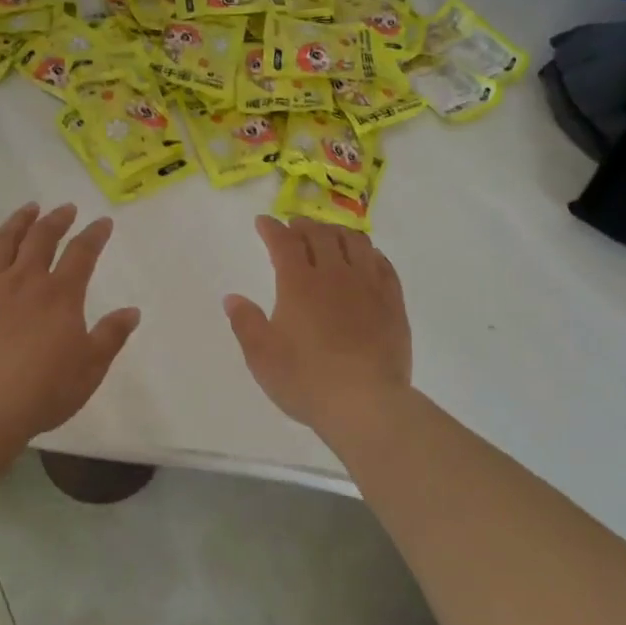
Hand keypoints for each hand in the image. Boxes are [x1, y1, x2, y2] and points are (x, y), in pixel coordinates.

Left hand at [0, 202, 140, 439]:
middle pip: (41, 239)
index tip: (103, 222)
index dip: (94, 234)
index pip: (82, 253)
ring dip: (16, 223)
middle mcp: (25, 282)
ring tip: (27, 210)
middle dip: (56, 220)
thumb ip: (111, 335)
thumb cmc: (45, 389)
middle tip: (65, 208)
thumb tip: (132, 311)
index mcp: (61, 295)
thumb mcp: (91, 367)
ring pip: (2, 244)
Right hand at [223, 215, 412, 443]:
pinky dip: (370, 253)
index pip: (284, 242)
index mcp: (299, 283)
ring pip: (356, 243)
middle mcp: (335, 275)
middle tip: (294, 226)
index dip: (272, 229)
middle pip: (321, 235)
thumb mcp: (261, 356)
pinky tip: (366, 258)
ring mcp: (368, 286)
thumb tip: (232, 298)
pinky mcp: (393, 302)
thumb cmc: (305, 380)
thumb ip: (245, 322)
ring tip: (330, 236)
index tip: (263, 223)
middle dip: (303, 225)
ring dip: (338, 232)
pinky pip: (383, 265)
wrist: (365, 402)